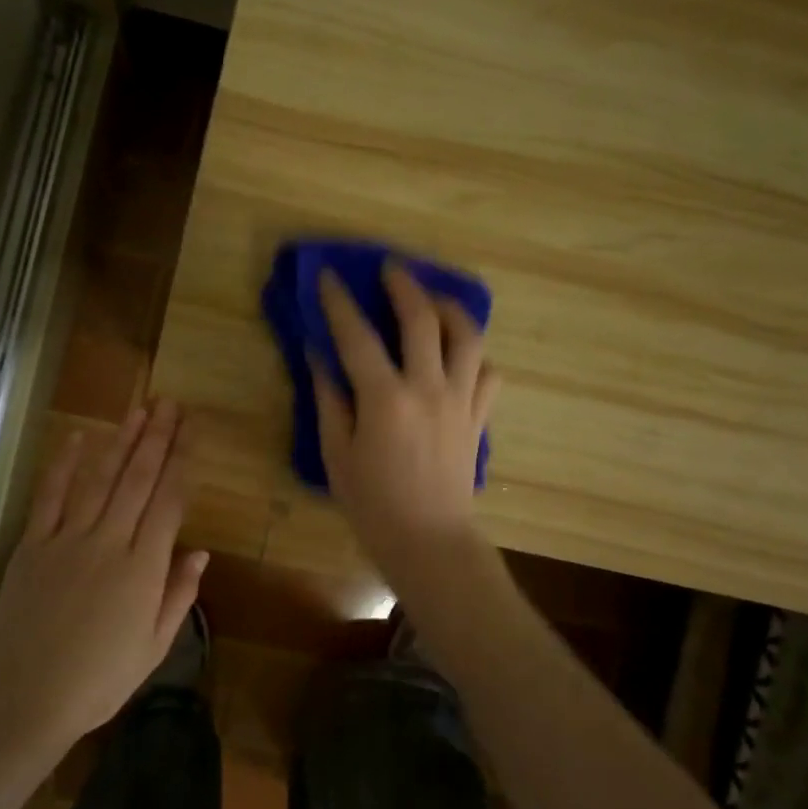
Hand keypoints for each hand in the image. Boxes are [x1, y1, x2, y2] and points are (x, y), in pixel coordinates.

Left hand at [0, 400, 207, 748]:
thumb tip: (200, 552)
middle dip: (156, 439)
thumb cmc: (98, 681)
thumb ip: (178, 595)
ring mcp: (67, 539)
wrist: (25, 697)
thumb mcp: (154, 647)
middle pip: (137, 480)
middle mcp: (109, 542)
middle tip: (169, 404)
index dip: (182, 461)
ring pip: (99, 479)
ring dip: (120, 442)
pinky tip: (77, 438)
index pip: (169, 501)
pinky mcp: (33, 545)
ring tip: (138, 411)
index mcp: (143, 568)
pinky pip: (50, 496)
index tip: (192, 431)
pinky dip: (64, 465)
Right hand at [312, 262, 500, 580]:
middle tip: (391, 267)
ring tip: (434, 299)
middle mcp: (428, 388)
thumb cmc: (373, 504)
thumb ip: (330, 400)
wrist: (429, 541)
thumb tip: (319, 357)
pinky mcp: (478, 417)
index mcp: (385, 399)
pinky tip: (460, 354)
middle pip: (422, 319)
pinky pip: (488, 372)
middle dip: (404, 285)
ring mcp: (461, 400)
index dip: (339, 302)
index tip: (329, 276)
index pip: (357, 336)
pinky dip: (475, 355)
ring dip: (450, 308)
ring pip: (467, 336)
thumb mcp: (337, 454)